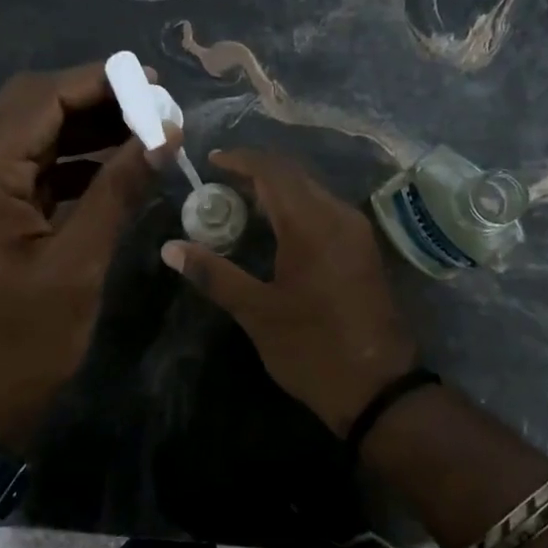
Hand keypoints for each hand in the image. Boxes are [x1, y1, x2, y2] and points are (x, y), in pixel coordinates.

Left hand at [0, 64, 166, 453]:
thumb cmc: (23, 344)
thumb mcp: (78, 266)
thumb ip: (118, 192)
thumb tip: (162, 136)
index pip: (38, 99)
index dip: (100, 83)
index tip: (157, 87)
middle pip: (27, 108)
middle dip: (93, 101)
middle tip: (153, 109)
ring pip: (26, 137)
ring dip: (81, 130)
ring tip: (142, 134)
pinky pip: (23, 172)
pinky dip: (66, 164)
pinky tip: (111, 171)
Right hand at [160, 148, 417, 435]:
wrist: (377, 387)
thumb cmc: (312, 348)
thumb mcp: (257, 312)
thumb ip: (214, 274)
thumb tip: (170, 249)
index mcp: (312, 225)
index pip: (273, 171)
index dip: (241, 160)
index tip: (210, 163)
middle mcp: (339, 217)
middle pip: (295, 176)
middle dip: (257, 173)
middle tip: (219, 186)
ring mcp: (356, 233)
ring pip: (312, 193)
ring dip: (277, 191)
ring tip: (239, 205)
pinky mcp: (362, 251)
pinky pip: (325, 212)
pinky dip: (296, 209)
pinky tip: (274, 230)